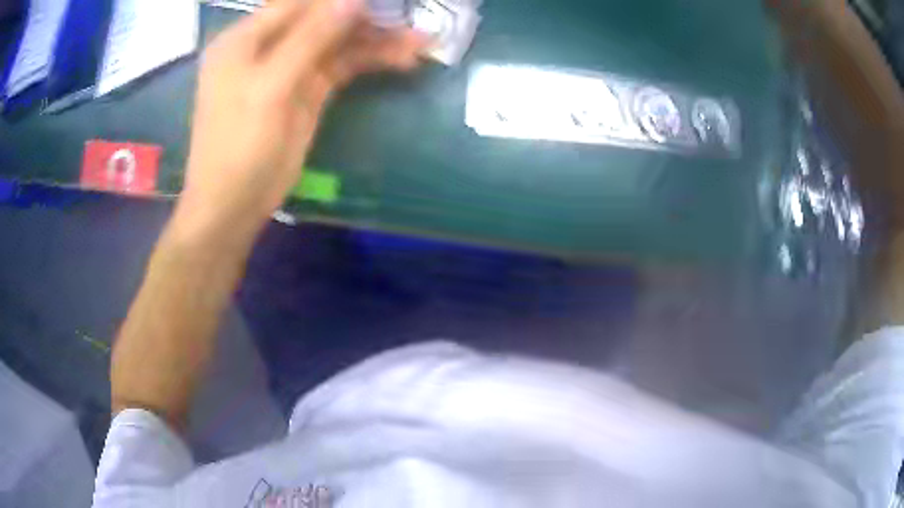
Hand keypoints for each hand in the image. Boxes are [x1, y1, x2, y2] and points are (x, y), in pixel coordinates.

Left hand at [177, 0, 425, 243]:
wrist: (234, 205)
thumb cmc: (239, 145)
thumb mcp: (270, 87)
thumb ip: (310, 38)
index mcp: (246, 38)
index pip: (299, 2)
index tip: (382, 0)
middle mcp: (269, 45)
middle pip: (323, 17)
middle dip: (366, 17)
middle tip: (411, 18)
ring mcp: (291, 68)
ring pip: (338, 42)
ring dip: (377, 39)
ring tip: (420, 42)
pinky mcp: (309, 91)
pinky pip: (343, 66)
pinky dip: (371, 61)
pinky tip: (402, 59)